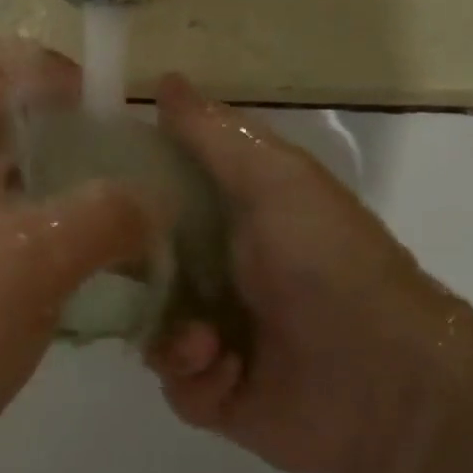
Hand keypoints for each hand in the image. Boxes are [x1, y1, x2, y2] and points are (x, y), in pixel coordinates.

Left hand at [0, 39, 153, 472]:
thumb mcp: (33, 259)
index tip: (98, 113)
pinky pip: (18, 240)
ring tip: (127, 229)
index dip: (44, 68)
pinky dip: (59, 246)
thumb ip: (104, 217)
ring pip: (20, 186)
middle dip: (75, 138)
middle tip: (129, 177)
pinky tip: (97, 280)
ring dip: (74, 197)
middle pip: (11, 123)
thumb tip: (154, 202)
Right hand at [147, 74, 472, 472]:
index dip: (120, 199)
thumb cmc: (326, 263)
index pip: (152, 203)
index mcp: (227, 222)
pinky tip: (229, 371)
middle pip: (137, 269)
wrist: (386, 378)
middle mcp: (214, 276)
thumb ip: (215, 136)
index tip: (85, 198)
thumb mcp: (275, 180)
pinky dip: (196, 378)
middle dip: (129, 278)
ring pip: (148, 329)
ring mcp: (214, 338)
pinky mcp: (217, 394)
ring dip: (171, 336)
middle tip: (124, 279)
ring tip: (207, 341)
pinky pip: (174, 383)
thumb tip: (165, 79)